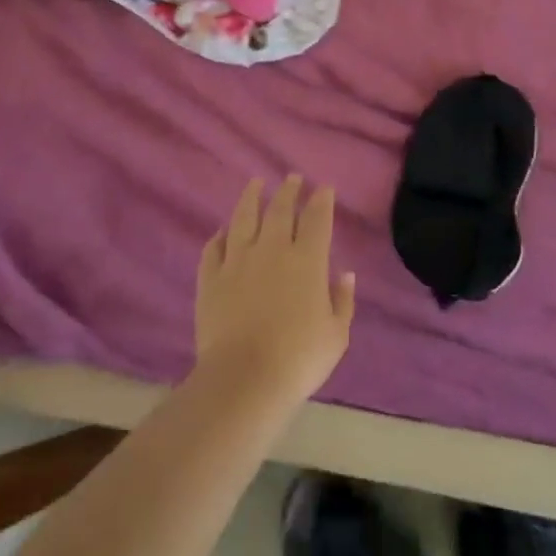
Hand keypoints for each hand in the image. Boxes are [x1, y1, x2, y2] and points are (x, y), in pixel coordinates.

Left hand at [195, 175, 356, 406]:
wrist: (244, 378)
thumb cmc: (299, 358)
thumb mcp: (336, 335)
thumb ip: (342, 301)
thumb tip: (345, 274)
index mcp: (307, 260)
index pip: (316, 218)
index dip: (321, 200)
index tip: (324, 188)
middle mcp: (271, 249)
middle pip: (279, 209)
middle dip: (288, 190)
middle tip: (292, 177)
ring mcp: (237, 261)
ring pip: (243, 218)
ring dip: (251, 197)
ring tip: (255, 183)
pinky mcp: (210, 278)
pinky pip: (214, 248)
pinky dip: (219, 236)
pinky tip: (222, 231)